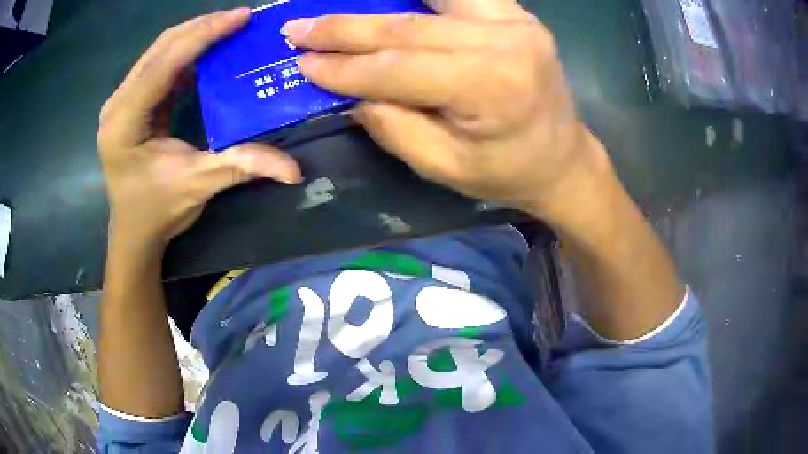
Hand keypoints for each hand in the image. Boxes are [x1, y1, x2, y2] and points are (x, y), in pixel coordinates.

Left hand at [98, 8, 301, 251]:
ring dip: (194, 35)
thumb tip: (294, 170)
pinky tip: (208, 49)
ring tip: (228, 26)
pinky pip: (159, 66)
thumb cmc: (156, 211)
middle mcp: (117, 104)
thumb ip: (240, 167)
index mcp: (124, 122)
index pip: (163, 64)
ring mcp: (122, 102)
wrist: (134, 231)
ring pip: (158, 52)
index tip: (240, 17)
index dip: (203, 36)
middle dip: (201, 28)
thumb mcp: (197, 187)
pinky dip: (185, 52)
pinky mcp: (131, 103)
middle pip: (159, 49)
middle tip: (240, 17)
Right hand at [282, 0, 609, 221]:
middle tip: (299, 29)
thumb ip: (394, 126)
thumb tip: (351, 90)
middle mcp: (505, 41)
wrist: (563, 158)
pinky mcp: (516, 13)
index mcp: (491, 86)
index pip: (398, 68)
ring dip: (376, 5)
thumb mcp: (445, 167)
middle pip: (408, 27)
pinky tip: (390, 0)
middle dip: (346, 30)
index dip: (345, 66)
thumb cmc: (507, 172)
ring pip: (429, 1)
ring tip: (333, 11)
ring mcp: (515, 20)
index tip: (302, 63)